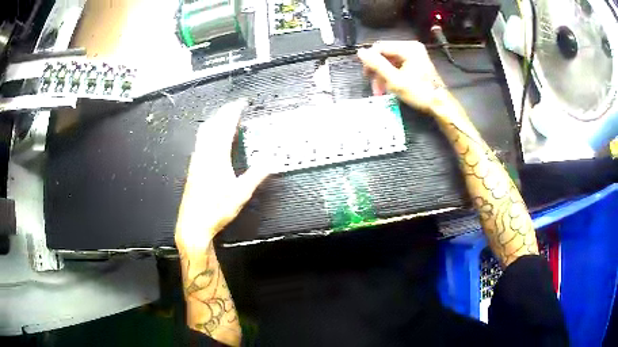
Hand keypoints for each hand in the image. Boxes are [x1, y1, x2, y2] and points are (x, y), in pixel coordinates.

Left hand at [175, 99, 268, 254]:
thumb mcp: (241, 194)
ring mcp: (197, 161)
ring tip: (224, 117)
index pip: (225, 127)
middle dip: (223, 112)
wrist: (194, 224)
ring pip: (204, 133)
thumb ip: (256, 175)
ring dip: (215, 121)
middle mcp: (204, 155)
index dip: (233, 112)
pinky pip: (201, 142)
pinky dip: (209, 133)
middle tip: (234, 106)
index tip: (241, 103)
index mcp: (216, 158)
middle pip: (212, 125)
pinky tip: (212, 139)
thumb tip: (270, 160)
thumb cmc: (216, 210)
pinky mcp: (193, 168)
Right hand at [357, 41, 448, 113]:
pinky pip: (398, 65)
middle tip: (375, 88)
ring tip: (381, 91)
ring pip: (390, 61)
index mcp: (408, 48)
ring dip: (383, 75)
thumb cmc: (420, 92)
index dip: (370, 60)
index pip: (380, 47)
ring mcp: (415, 54)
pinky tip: (390, 87)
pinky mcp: (416, 62)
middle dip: (378, 71)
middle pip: (385, 54)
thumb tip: (360, 52)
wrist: (440, 104)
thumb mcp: (395, 80)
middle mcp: (411, 47)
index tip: (366, 76)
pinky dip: (392, 75)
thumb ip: (377, 65)